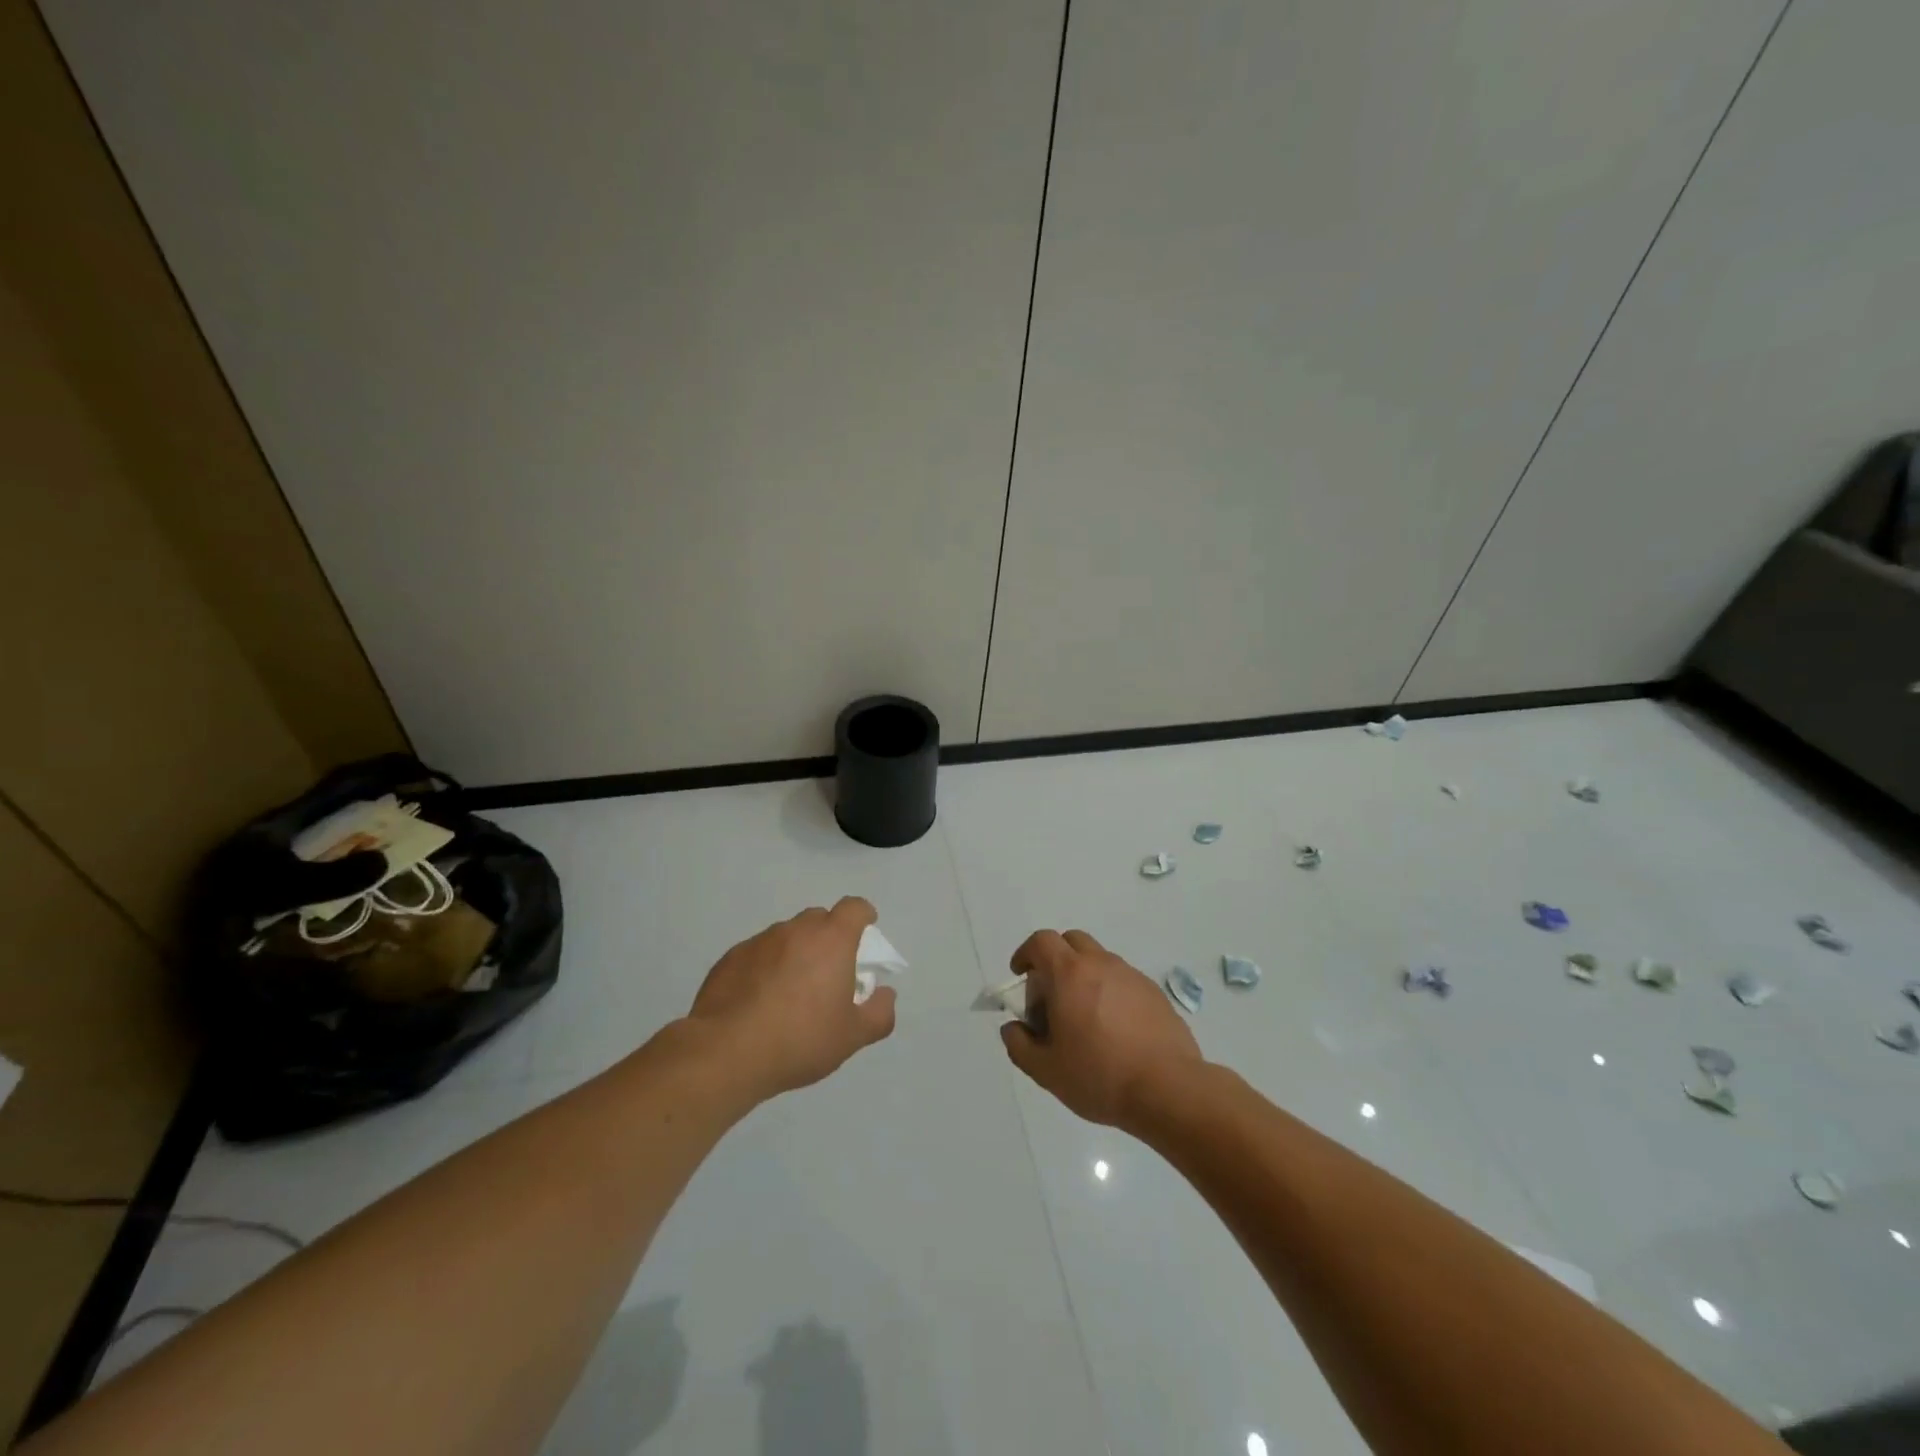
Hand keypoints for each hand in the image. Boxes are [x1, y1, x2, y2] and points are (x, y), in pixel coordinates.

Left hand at [687, 897, 896, 1098]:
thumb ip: (879, 1013)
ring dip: (795, 953)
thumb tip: (886, 994)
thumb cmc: (800, 1039)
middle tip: (830, 970)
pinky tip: (759, 1001)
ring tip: (791, 991)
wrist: (726, 1052)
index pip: (854, 908)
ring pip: (786, 936)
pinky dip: (765, 967)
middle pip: (819, 919)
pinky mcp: (730, 958)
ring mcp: (760, 941)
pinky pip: (758, 953)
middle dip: (829, 937)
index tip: (866, 931)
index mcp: (832, 940)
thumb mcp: (853, 1036)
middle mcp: (796, 930)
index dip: (863, 916)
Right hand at [998, 929, 1202, 1130]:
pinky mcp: (1154, 993)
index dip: (1026, 953)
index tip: (1020, 976)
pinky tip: (1114, 1029)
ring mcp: (1131, 976)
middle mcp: (1101, 964)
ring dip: (1083, 976)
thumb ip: (1019, 1044)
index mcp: (1070, 974)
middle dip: (1055, 959)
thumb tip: (1013, 1027)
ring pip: (1099, 960)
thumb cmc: (1099, 1076)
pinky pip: (1123, 980)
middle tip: (1051, 995)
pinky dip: (1109, 991)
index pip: (1041, 941)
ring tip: (1083, 1017)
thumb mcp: (1046, 1070)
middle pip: (1071, 941)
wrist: (1168, 1089)